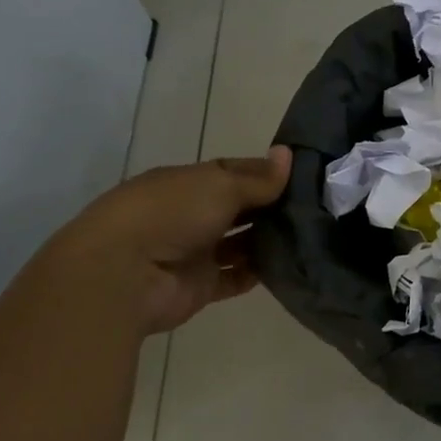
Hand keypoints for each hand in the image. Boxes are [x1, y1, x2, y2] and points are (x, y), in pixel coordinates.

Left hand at [42, 147, 291, 334]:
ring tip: (311, 235)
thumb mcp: (219, 186)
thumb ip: (258, 178)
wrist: (124, 276)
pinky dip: (259, 273)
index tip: (302, 175)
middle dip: (271, 207)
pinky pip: (236, 277)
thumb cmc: (170, 215)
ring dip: (268, 240)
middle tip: (316, 207)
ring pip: (240, 244)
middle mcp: (189, 215)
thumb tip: (287, 155)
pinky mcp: (200, 286)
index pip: (232, 172)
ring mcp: (194, 252)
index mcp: (186, 182)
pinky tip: (291, 264)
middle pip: (238, 209)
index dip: (264, 172)